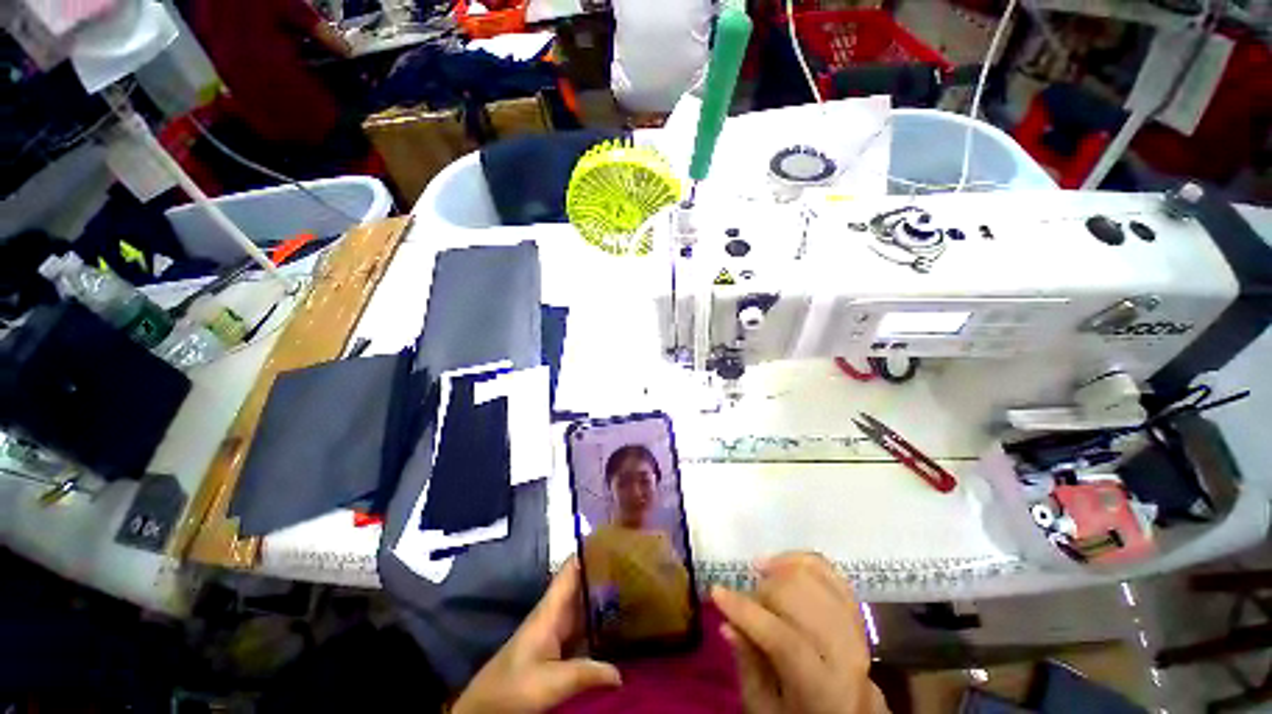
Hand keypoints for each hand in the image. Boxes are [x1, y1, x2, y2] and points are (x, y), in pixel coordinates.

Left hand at [454, 559, 621, 713]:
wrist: (487, 707)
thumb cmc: (515, 686)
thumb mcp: (551, 682)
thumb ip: (586, 673)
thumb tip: (621, 673)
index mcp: (551, 608)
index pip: (571, 568)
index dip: (590, 551)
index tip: (615, 540)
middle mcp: (556, 612)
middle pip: (582, 584)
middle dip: (605, 573)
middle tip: (635, 566)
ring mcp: (557, 629)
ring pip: (584, 604)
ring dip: (604, 597)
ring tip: (634, 588)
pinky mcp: (557, 647)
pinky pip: (583, 626)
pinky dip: (599, 621)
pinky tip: (618, 624)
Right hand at [711, 553, 886, 713]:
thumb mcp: (766, 708)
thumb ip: (749, 666)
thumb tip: (727, 624)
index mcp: (824, 689)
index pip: (785, 641)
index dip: (747, 613)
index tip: (716, 592)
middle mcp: (848, 655)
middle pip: (800, 601)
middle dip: (764, 590)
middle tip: (746, 598)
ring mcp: (856, 630)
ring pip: (816, 579)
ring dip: (783, 568)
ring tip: (762, 571)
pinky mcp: (855, 612)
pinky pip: (831, 573)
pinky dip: (803, 560)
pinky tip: (782, 562)